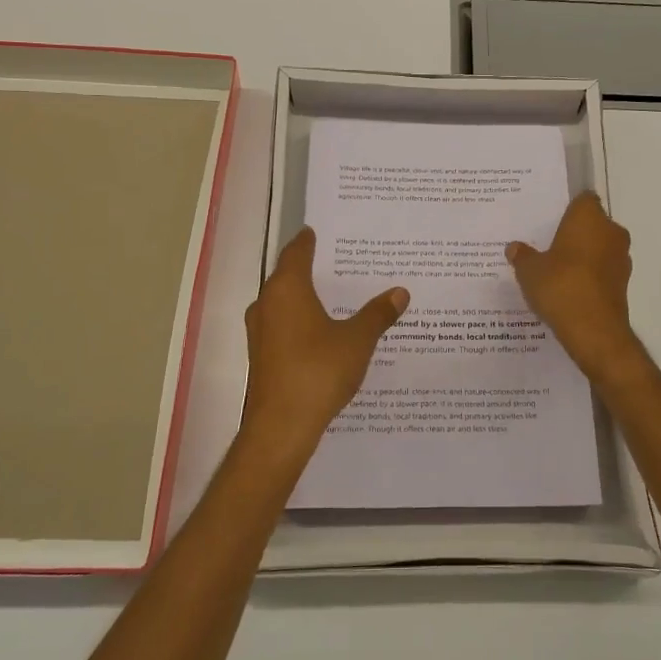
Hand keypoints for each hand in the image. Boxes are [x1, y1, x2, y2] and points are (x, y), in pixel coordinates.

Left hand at [241, 228, 407, 458]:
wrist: (281, 427)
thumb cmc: (318, 372)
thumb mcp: (357, 340)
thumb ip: (378, 314)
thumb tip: (400, 292)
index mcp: (287, 289)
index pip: (296, 252)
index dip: (309, 241)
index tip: (320, 232)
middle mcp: (267, 304)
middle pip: (287, 276)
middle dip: (311, 269)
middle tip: (340, 262)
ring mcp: (260, 332)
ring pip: (283, 303)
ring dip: (305, 298)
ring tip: (335, 296)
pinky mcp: (261, 356)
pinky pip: (282, 326)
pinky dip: (300, 321)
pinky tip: (323, 331)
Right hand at [506, 193, 642, 381]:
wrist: (593, 330)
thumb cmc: (560, 286)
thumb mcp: (529, 270)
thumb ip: (522, 256)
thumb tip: (514, 248)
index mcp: (589, 217)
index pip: (583, 199)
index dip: (568, 208)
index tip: (551, 220)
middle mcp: (611, 231)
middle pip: (592, 224)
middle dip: (574, 233)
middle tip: (548, 245)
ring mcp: (621, 258)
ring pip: (599, 248)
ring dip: (583, 256)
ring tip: (556, 271)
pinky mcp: (623, 283)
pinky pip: (603, 271)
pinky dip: (590, 276)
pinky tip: (569, 290)